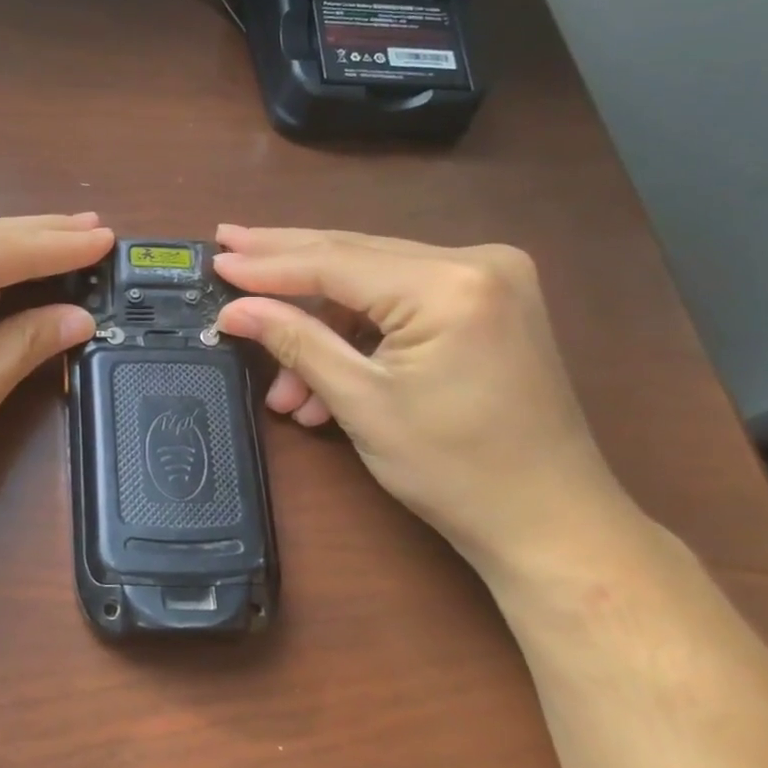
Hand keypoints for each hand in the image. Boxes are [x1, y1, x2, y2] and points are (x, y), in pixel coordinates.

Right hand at [212, 225, 636, 580]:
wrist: (551, 522)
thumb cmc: (454, 470)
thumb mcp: (361, 402)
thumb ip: (295, 341)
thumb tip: (233, 309)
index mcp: (448, 285)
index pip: (334, 262)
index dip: (268, 265)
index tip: (216, 260)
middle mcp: (476, 262)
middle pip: (355, 255)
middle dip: (286, 266)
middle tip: (228, 245)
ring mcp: (489, 279)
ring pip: (374, 283)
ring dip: (321, 327)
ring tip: (283, 387)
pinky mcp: (489, 302)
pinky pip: (402, 303)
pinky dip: (359, 336)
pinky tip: (324, 385)